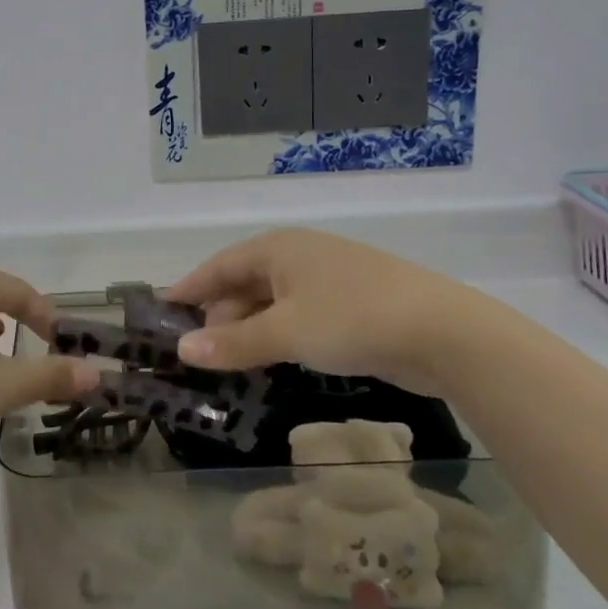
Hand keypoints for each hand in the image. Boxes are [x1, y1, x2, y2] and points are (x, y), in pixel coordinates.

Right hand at [164, 229, 478, 399]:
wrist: (445, 333)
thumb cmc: (352, 320)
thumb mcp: (285, 334)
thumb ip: (232, 343)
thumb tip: (182, 349)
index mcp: (278, 248)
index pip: (219, 266)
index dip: (189, 288)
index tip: (162, 310)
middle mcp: (300, 255)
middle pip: (245, 283)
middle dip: (220, 315)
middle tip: (196, 351)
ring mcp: (329, 278)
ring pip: (273, 302)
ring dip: (249, 329)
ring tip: (229, 360)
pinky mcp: (353, 304)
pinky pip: (299, 315)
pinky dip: (279, 335)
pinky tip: (273, 358)